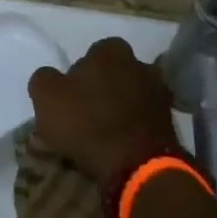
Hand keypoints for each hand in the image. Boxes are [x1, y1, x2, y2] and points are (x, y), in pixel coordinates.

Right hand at [29, 36, 178, 184]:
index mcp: (111, 51)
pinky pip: (146, 119)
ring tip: (106, 132)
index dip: (80, 72)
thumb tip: (50, 78)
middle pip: (117, 72)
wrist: (138, 166)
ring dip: (122, 108)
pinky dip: (136, 128)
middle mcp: (141, 64)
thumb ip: (44, 79)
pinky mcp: (172, 123)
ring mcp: (161, 94)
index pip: (93, 52)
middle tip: (88, 112)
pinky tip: (123, 144)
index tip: (71, 94)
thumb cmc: (87, 123)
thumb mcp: (46, 97)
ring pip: (134, 95)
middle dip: (105, 87)